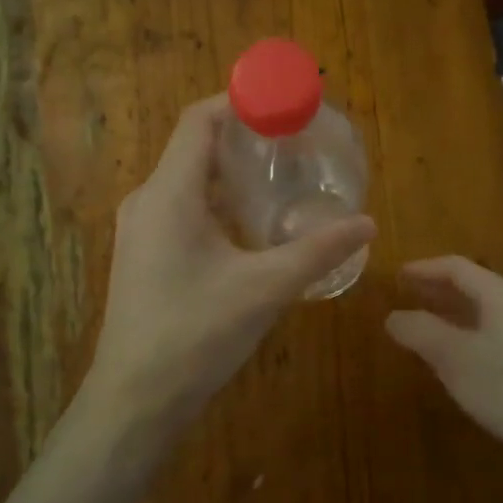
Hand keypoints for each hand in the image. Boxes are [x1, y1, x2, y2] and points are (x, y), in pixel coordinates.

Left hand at [85, 95, 375, 427]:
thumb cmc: (195, 335)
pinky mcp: (144, 254)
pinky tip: (253, 224)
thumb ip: (317, 251)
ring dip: (232, 171)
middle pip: (195, 146)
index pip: (199, 119)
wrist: (134, 401)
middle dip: (244, 136)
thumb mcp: (264, 289)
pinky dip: (219, 201)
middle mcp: (148, 200)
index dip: (240, 100)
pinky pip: (183, 207)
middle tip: (295, 140)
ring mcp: (141, 229)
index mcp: (169, 193)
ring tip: (281, 176)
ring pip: (189, 179)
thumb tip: (368, 224)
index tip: (285, 102)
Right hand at [385, 256, 502, 466]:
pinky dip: (476, 334)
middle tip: (409, 298)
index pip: (456, 267)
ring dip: (458, 314)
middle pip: (476, 286)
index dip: (424, 269)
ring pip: (490, 312)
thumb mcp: (456, 360)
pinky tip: (469, 360)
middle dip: (439, 290)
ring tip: (432, 328)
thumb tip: (393, 316)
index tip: (397, 276)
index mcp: (500, 295)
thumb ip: (421, 333)